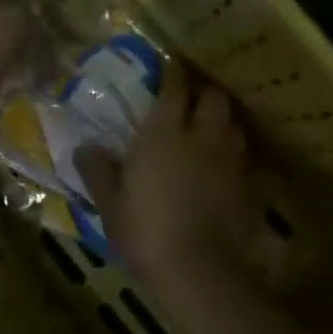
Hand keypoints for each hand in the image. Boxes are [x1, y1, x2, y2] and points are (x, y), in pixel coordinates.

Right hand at [78, 69, 270, 302]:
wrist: (199, 270)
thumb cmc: (145, 230)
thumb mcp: (109, 203)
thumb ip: (97, 170)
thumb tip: (85, 148)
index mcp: (163, 132)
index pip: (174, 87)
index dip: (173, 72)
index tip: (169, 64)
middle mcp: (201, 136)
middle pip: (214, 97)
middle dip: (203, 91)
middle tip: (191, 96)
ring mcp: (229, 160)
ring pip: (233, 124)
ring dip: (221, 119)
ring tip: (208, 127)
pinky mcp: (247, 186)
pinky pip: (241, 156)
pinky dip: (232, 152)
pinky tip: (222, 165)